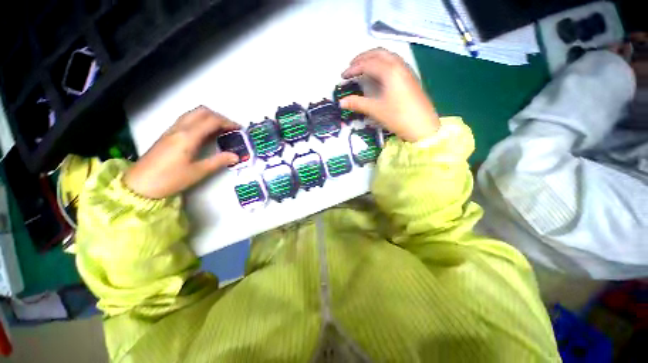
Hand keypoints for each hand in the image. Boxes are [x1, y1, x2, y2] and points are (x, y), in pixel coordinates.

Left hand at [124, 106, 239, 198]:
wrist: (139, 184)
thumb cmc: (170, 179)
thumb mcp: (198, 172)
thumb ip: (218, 161)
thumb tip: (236, 156)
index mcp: (188, 136)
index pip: (211, 121)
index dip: (228, 122)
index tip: (239, 129)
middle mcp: (179, 128)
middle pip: (202, 112)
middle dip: (219, 117)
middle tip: (230, 128)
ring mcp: (172, 130)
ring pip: (193, 114)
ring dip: (209, 117)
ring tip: (220, 130)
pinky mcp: (168, 135)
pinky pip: (187, 120)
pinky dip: (200, 122)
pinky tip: (205, 134)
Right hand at [340, 48, 439, 141]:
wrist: (423, 126)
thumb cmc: (398, 117)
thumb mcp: (376, 110)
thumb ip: (357, 104)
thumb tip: (341, 102)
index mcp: (390, 71)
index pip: (367, 63)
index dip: (353, 69)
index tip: (342, 76)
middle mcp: (399, 65)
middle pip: (378, 53)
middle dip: (362, 57)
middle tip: (351, 66)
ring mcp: (406, 70)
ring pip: (387, 56)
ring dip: (373, 58)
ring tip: (362, 68)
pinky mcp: (409, 77)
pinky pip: (393, 63)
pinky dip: (381, 63)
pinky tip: (377, 74)